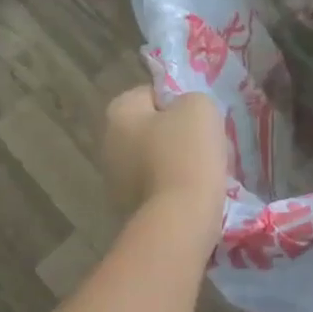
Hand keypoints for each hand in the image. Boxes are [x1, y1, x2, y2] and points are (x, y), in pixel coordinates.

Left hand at [103, 87, 227, 246]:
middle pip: (150, 129)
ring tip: (205, 171)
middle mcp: (107, 144)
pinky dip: (174, 189)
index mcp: (118, 113)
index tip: (199, 117)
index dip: (177, 101)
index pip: (150, 94)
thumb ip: (190, 100)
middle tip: (205, 142)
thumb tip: (185, 114)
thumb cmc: (187, 153)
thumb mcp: (200, 107)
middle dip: (174, 134)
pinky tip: (195, 193)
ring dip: (175, 163)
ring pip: (154, 160)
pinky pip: (157, 188)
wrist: (181, 217)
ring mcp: (115, 181)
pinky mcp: (129, 209)